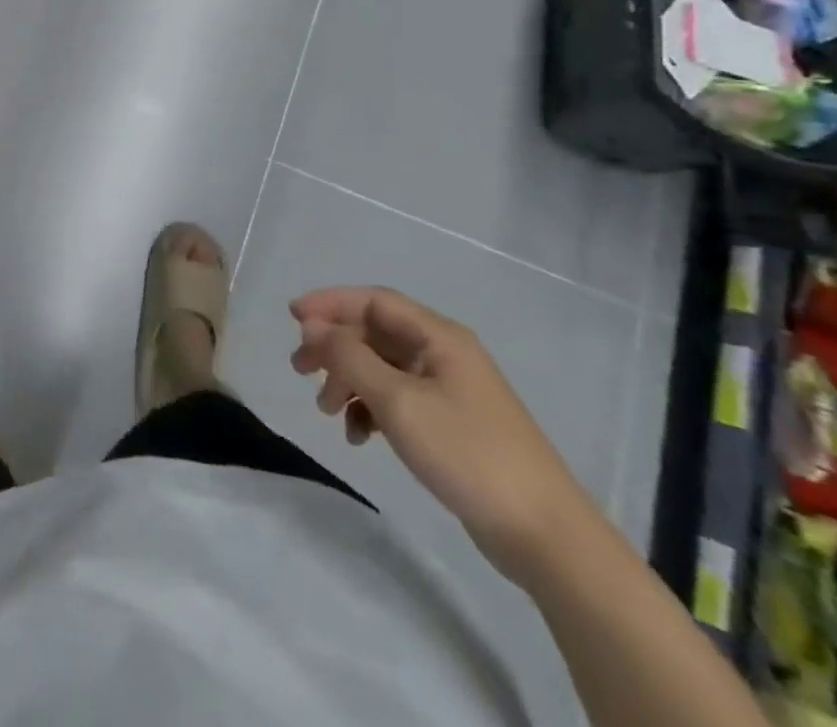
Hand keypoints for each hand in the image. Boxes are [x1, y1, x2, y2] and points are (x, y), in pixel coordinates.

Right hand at [289, 286, 596, 584]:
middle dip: (334, 347)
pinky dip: (371, 409)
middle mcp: (444, 354)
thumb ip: (350, 358)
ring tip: (327, 412)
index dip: (330, 303)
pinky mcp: (451, 424)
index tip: (291, 317)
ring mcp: (450, 390)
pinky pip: (398, 400)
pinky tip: (359, 436)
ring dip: (349, 381)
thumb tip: (313, 327)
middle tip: (299, 369)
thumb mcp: (398, 401)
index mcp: (439, 337)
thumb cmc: (467, 453)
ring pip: (382, 368)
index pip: (374, 300)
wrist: (544, 535)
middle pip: (375, 333)